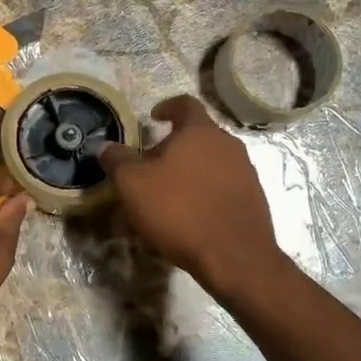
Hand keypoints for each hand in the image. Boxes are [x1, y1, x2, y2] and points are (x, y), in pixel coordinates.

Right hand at [97, 94, 280, 293]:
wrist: (233, 256)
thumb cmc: (178, 210)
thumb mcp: (132, 184)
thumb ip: (117, 159)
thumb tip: (106, 147)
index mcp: (200, 131)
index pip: (184, 104)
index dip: (167, 107)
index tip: (153, 117)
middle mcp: (228, 144)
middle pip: (198, 134)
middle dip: (175, 145)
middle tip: (152, 164)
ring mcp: (246, 171)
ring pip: (212, 161)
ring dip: (191, 170)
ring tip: (170, 192)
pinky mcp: (254, 198)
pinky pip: (224, 185)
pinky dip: (206, 191)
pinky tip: (191, 214)